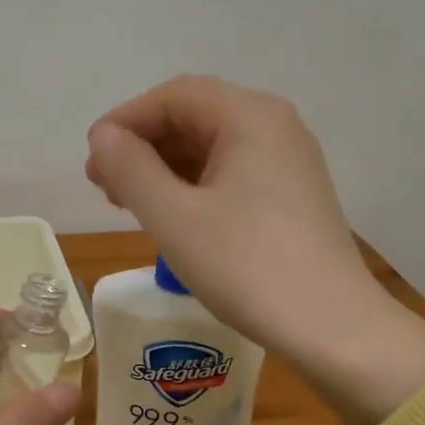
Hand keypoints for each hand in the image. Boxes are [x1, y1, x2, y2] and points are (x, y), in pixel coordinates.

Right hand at [87, 76, 424, 424]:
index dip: (125, 121)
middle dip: (144, 146)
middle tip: (104, 185)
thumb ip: (131, 169)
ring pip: (213, 149)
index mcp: (251, 116)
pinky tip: (173, 217)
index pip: (175, 97)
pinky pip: (233, 175)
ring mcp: (290, 163)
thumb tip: (105, 136)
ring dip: (166, 169)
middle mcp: (276, 127)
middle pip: (196, 118)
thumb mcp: (175, 218)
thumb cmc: (246, 267)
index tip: (92, 158)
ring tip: (129, 203)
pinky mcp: (294, 197)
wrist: (331, 327)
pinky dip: (195, 188)